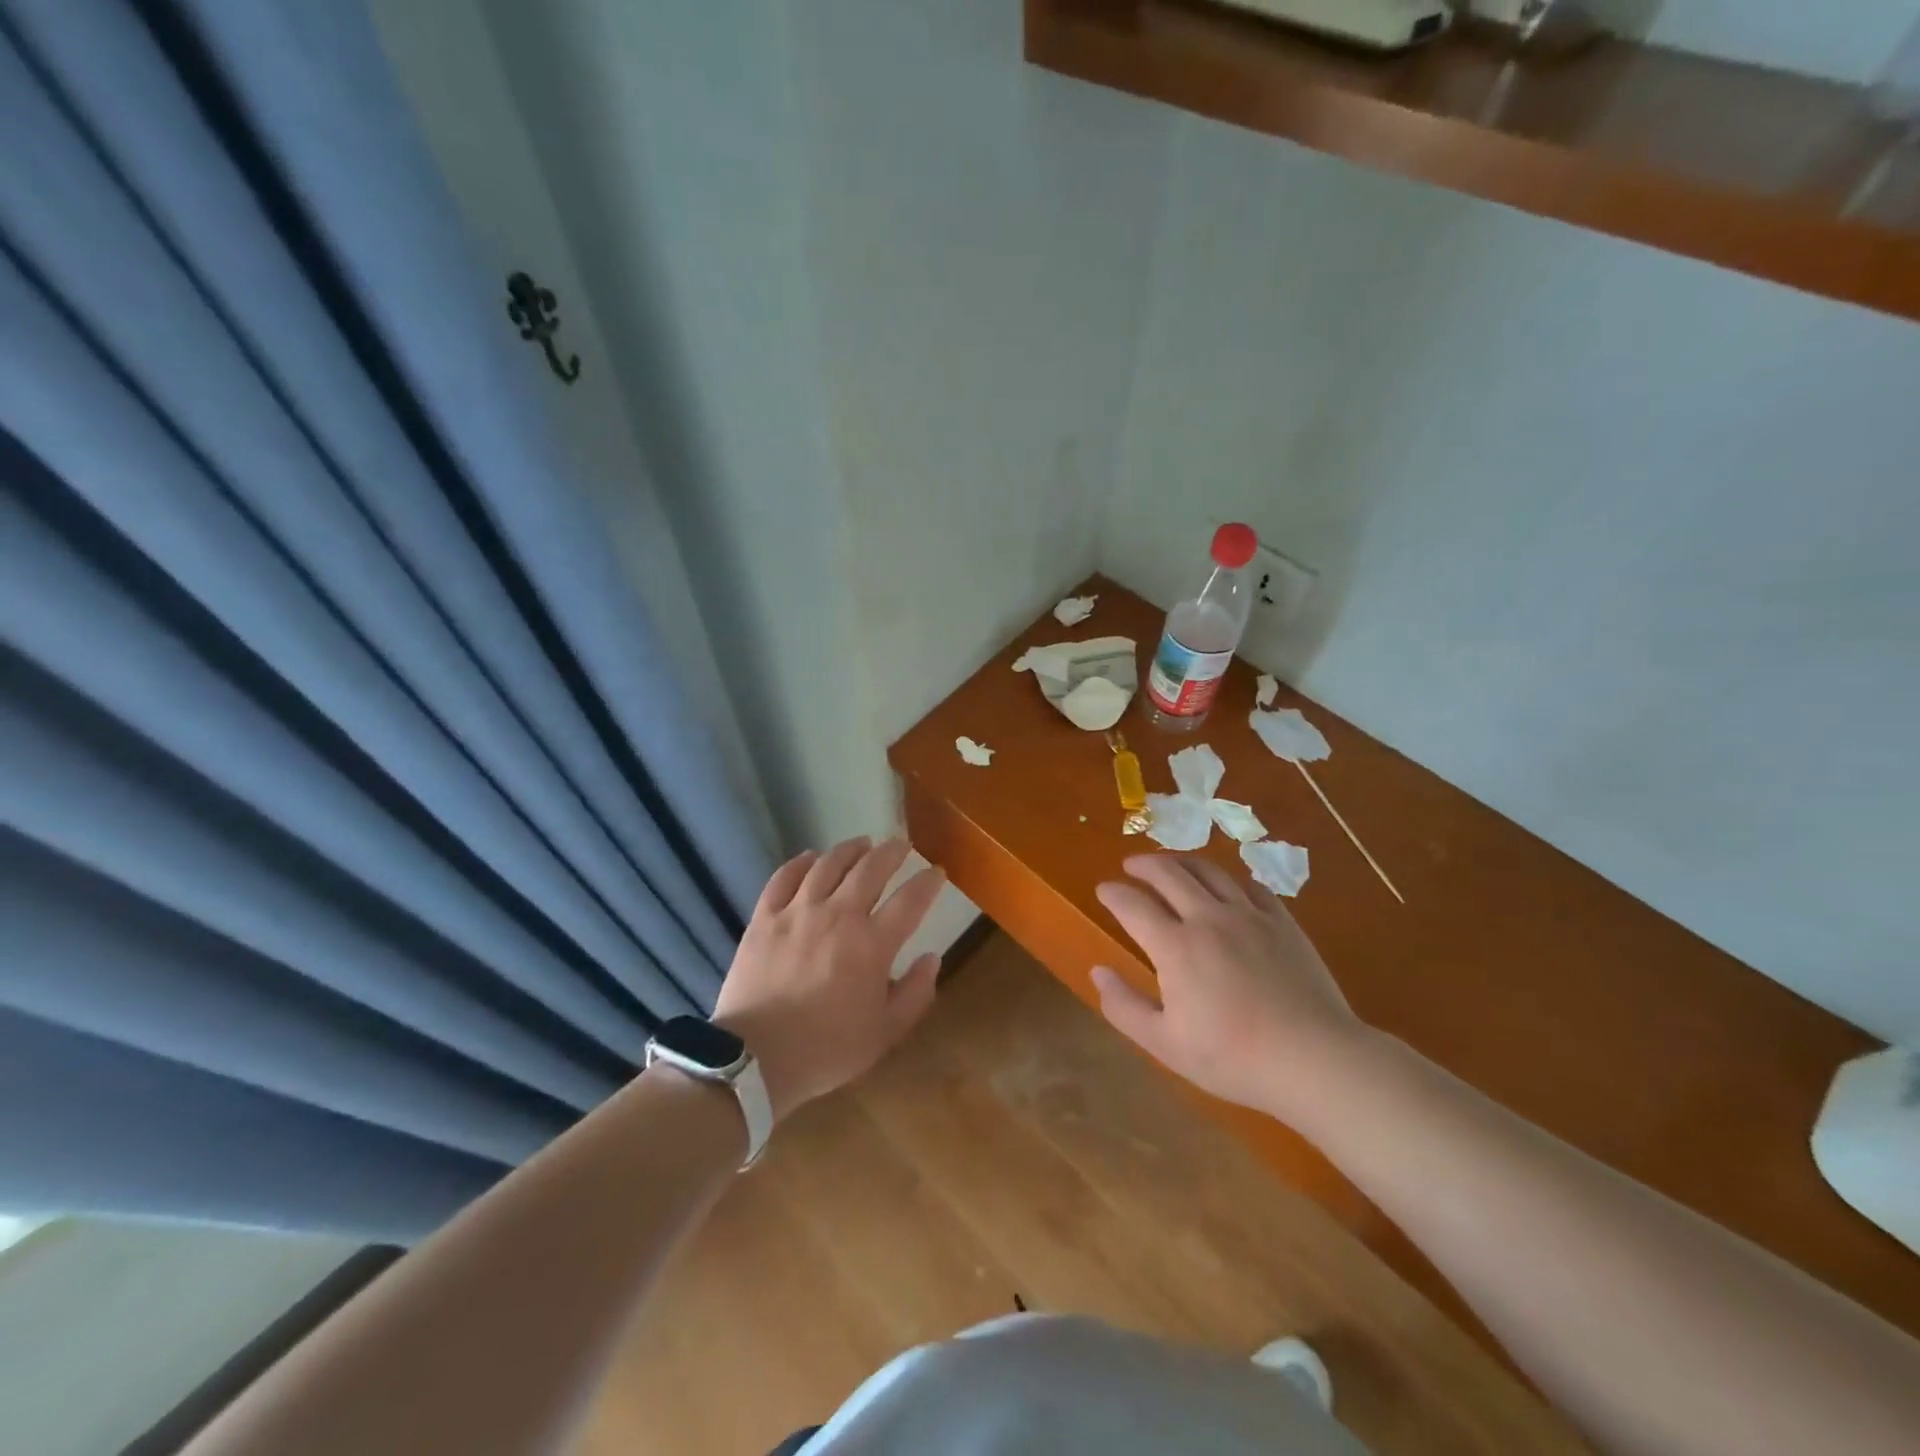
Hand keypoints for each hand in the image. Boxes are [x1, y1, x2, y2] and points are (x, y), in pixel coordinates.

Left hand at [711, 837, 945, 1121]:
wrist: (755, 1058)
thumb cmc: (827, 1049)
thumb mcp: (885, 1033)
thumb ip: (915, 994)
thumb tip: (932, 958)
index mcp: (872, 944)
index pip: (910, 900)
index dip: (928, 882)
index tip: (937, 872)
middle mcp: (838, 916)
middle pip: (871, 869)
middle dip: (892, 852)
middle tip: (901, 844)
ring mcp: (798, 912)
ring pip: (828, 865)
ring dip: (850, 849)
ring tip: (862, 843)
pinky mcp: (764, 918)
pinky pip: (784, 877)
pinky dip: (800, 862)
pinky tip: (810, 857)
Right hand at [1092, 855, 1368, 1121]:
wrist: (1314, 1059)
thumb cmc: (1233, 1057)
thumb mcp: (1165, 1043)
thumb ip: (1124, 1006)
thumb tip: (1098, 971)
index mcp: (1175, 946)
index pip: (1133, 905)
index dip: (1113, 893)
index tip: (1103, 889)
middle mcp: (1208, 918)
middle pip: (1168, 873)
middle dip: (1143, 865)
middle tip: (1130, 865)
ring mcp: (1249, 915)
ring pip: (1209, 871)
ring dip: (1182, 861)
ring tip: (1171, 864)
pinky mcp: (1282, 921)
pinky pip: (1250, 885)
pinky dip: (1229, 878)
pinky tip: (1226, 885)